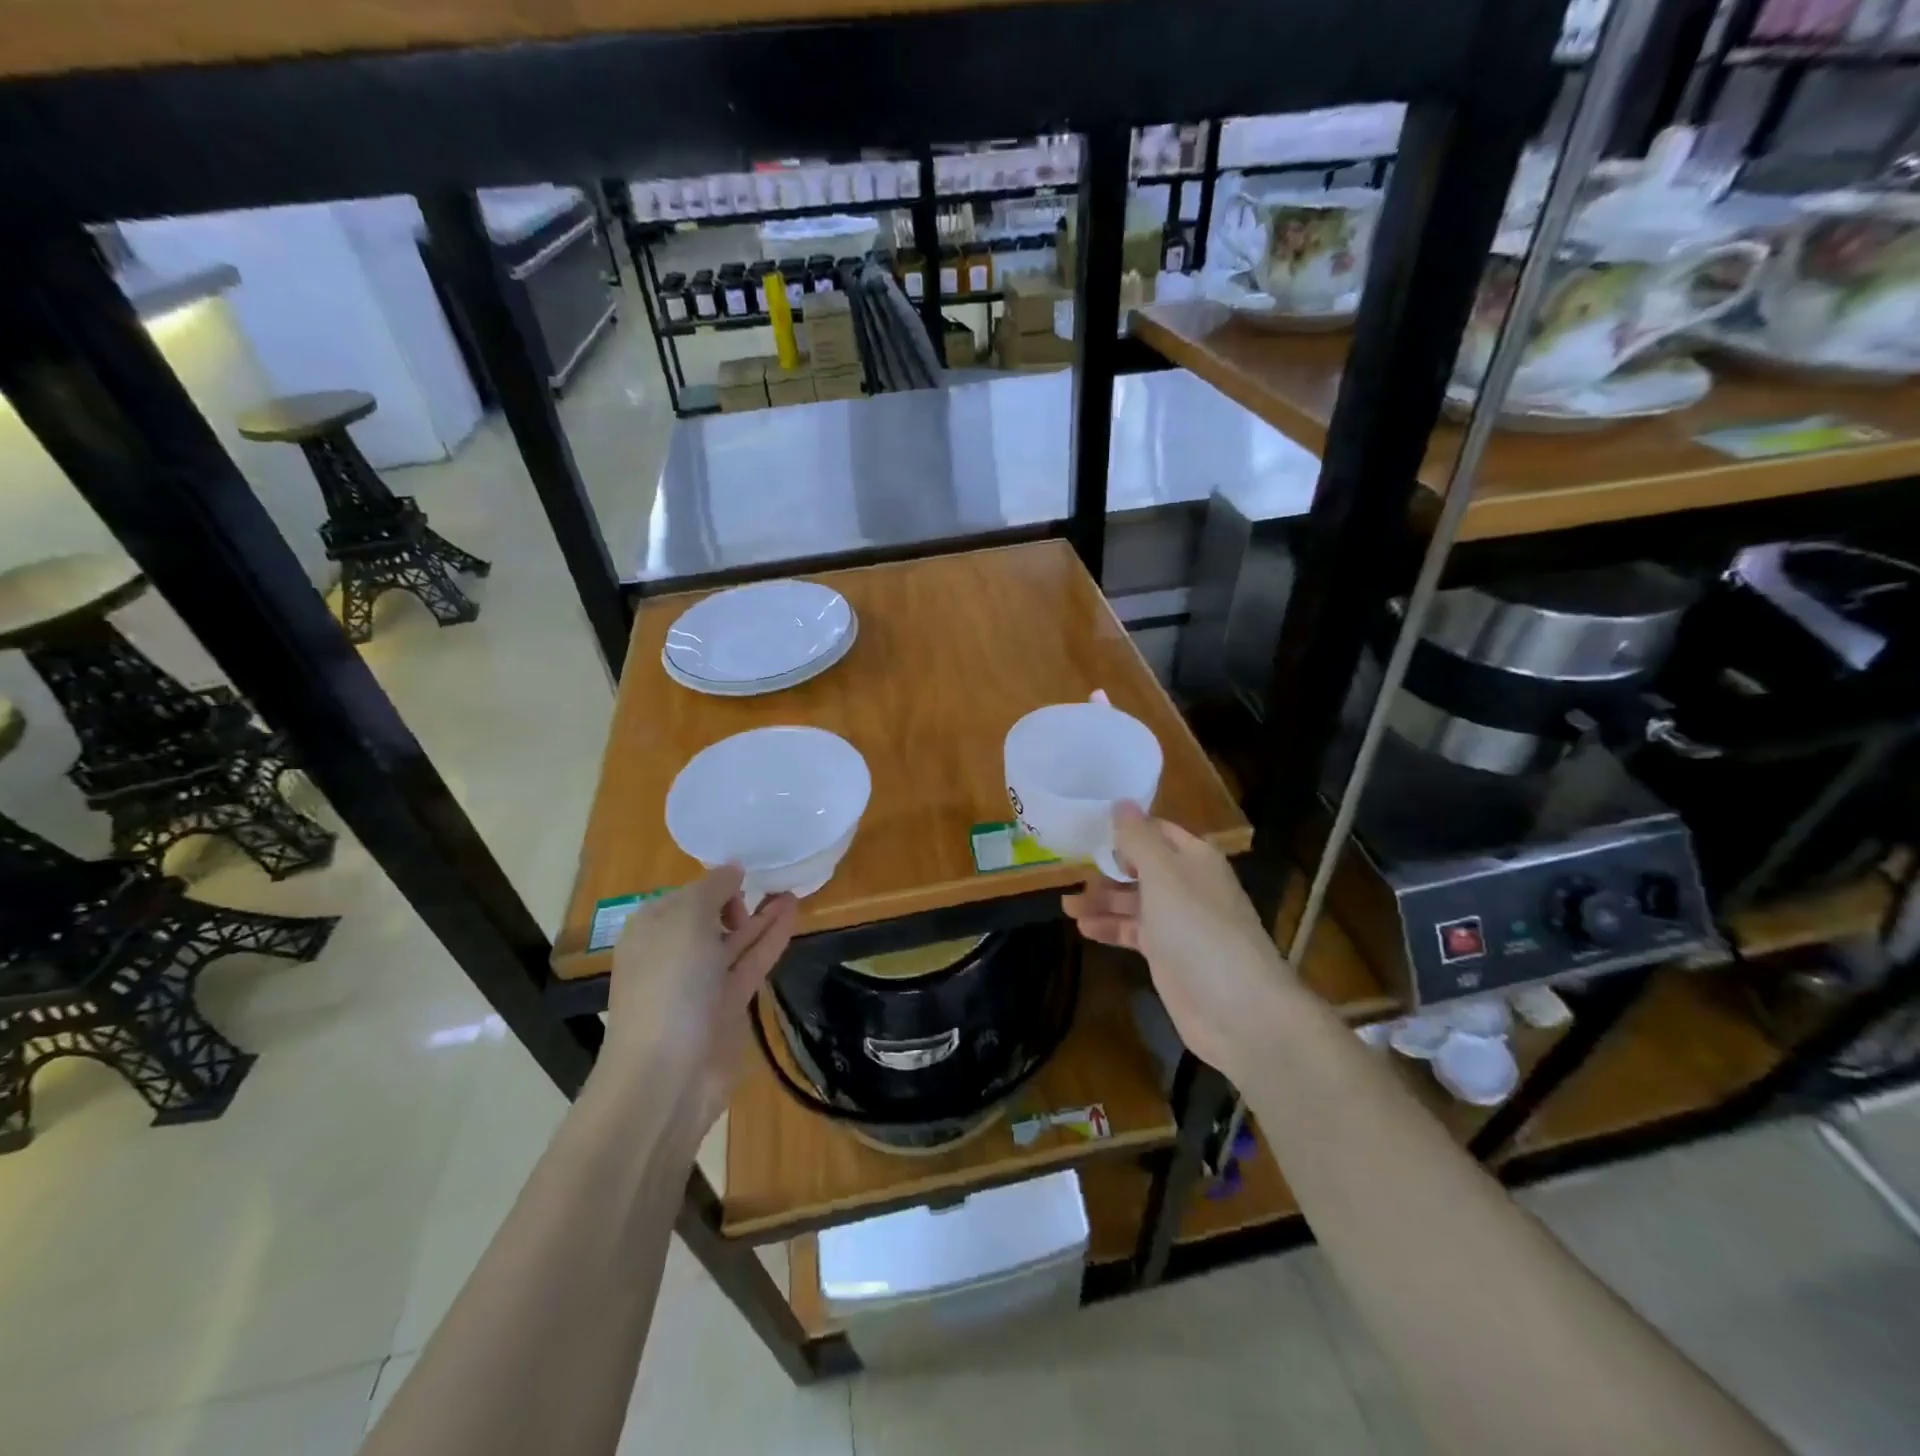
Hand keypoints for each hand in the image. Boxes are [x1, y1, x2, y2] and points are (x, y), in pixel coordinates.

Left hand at [602, 865, 797, 1141]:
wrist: (667, 1074)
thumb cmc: (670, 984)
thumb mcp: (686, 919)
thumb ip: (711, 889)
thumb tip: (732, 870)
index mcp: (651, 929)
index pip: (687, 895)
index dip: (716, 883)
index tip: (749, 871)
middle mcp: (673, 953)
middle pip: (711, 918)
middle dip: (740, 899)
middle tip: (775, 880)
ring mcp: (701, 983)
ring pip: (736, 941)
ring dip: (762, 916)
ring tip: (793, 891)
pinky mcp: (727, 1006)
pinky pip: (751, 963)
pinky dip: (771, 939)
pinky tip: (792, 916)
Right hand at [1063, 803, 1294, 1081]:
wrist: (1238, 1009)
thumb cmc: (1198, 929)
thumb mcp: (1163, 875)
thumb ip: (1138, 838)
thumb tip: (1121, 802)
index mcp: (1193, 858)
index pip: (1155, 831)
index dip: (1124, 829)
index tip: (1084, 828)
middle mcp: (1187, 885)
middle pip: (1140, 867)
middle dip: (1106, 869)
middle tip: (1067, 871)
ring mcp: (1178, 923)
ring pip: (1133, 902)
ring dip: (1102, 901)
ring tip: (1066, 905)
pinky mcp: (1169, 956)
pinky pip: (1134, 932)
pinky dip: (1110, 928)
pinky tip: (1083, 929)